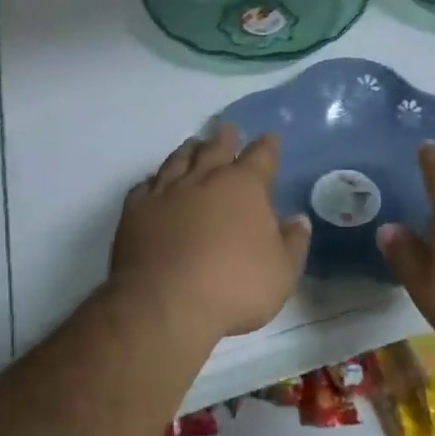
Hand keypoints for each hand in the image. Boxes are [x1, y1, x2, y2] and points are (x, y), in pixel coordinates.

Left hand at [110, 124, 311, 346]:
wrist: (164, 305)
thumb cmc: (233, 287)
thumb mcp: (282, 273)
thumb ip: (293, 242)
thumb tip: (298, 219)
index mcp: (244, 186)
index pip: (261, 155)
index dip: (268, 146)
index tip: (270, 138)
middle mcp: (205, 178)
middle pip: (216, 148)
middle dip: (226, 138)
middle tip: (228, 130)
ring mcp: (167, 191)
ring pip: (179, 159)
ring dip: (190, 150)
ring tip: (193, 145)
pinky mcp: (136, 210)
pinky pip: (145, 185)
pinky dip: (154, 180)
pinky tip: (155, 183)